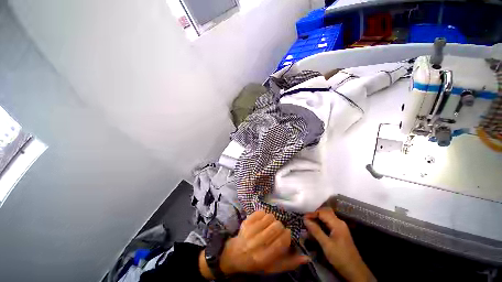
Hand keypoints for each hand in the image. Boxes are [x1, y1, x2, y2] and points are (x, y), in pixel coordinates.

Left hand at [218, 210, 309, 275]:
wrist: (236, 254)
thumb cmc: (256, 262)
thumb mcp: (272, 268)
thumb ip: (289, 262)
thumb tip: (306, 257)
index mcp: (264, 257)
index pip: (281, 241)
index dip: (287, 235)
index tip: (286, 234)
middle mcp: (256, 244)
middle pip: (276, 227)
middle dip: (280, 227)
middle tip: (278, 230)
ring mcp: (249, 231)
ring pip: (269, 217)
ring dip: (272, 220)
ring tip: (270, 225)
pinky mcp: (246, 221)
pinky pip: (260, 212)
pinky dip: (264, 214)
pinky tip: (263, 220)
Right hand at [304, 207, 375, 281]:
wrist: (355, 271)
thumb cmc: (340, 257)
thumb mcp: (326, 245)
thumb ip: (316, 231)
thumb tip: (305, 219)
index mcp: (337, 223)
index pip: (322, 212)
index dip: (312, 213)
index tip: (303, 218)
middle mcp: (339, 222)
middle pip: (325, 213)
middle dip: (314, 215)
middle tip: (305, 219)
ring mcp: (340, 227)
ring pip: (327, 218)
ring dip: (317, 219)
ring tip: (309, 223)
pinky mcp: (340, 232)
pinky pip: (329, 223)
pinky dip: (321, 224)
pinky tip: (316, 228)